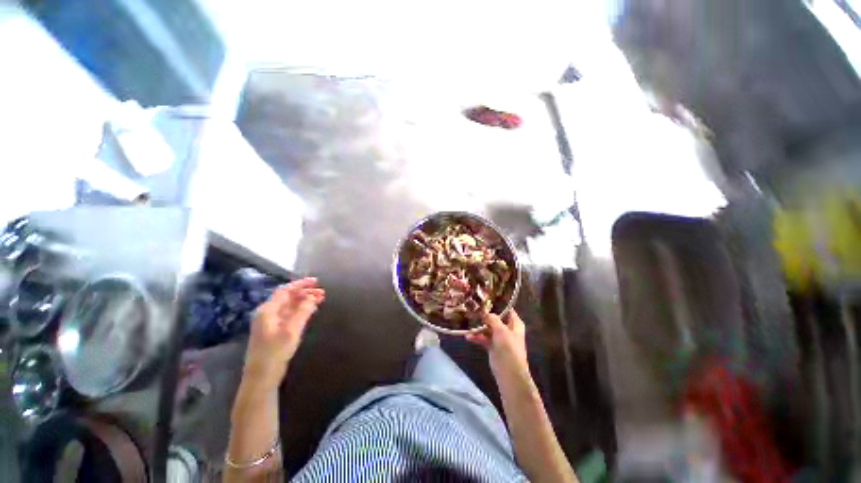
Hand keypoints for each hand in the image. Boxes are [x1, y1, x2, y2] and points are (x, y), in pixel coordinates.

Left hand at [244, 277, 324, 387]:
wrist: (261, 378)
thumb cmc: (275, 353)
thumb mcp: (291, 331)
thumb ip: (303, 312)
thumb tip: (312, 297)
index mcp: (268, 310)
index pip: (285, 290)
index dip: (301, 284)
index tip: (316, 281)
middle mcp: (267, 313)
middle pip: (288, 297)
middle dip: (305, 293)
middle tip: (322, 293)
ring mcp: (270, 322)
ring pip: (289, 305)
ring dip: (304, 301)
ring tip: (320, 299)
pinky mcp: (274, 331)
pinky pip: (289, 314)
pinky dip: (300, 310)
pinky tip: (310, 310)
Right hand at [466, 310, 531, 388]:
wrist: (509, 374)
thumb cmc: (509, 349)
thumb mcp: (501, 330)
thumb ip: (492, 319)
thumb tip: (484, 312)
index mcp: (515, 324)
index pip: (507, 309)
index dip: (497, 304)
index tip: (485, 298)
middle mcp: (508, 329)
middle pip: (495, 318)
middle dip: (484, 315)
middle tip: (472, 309)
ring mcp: (500, 339)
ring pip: (488, 329)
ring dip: (479, 327)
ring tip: (468, 323)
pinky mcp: (493, 347)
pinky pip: (483, 339)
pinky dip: (477, 337)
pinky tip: (468, 337)